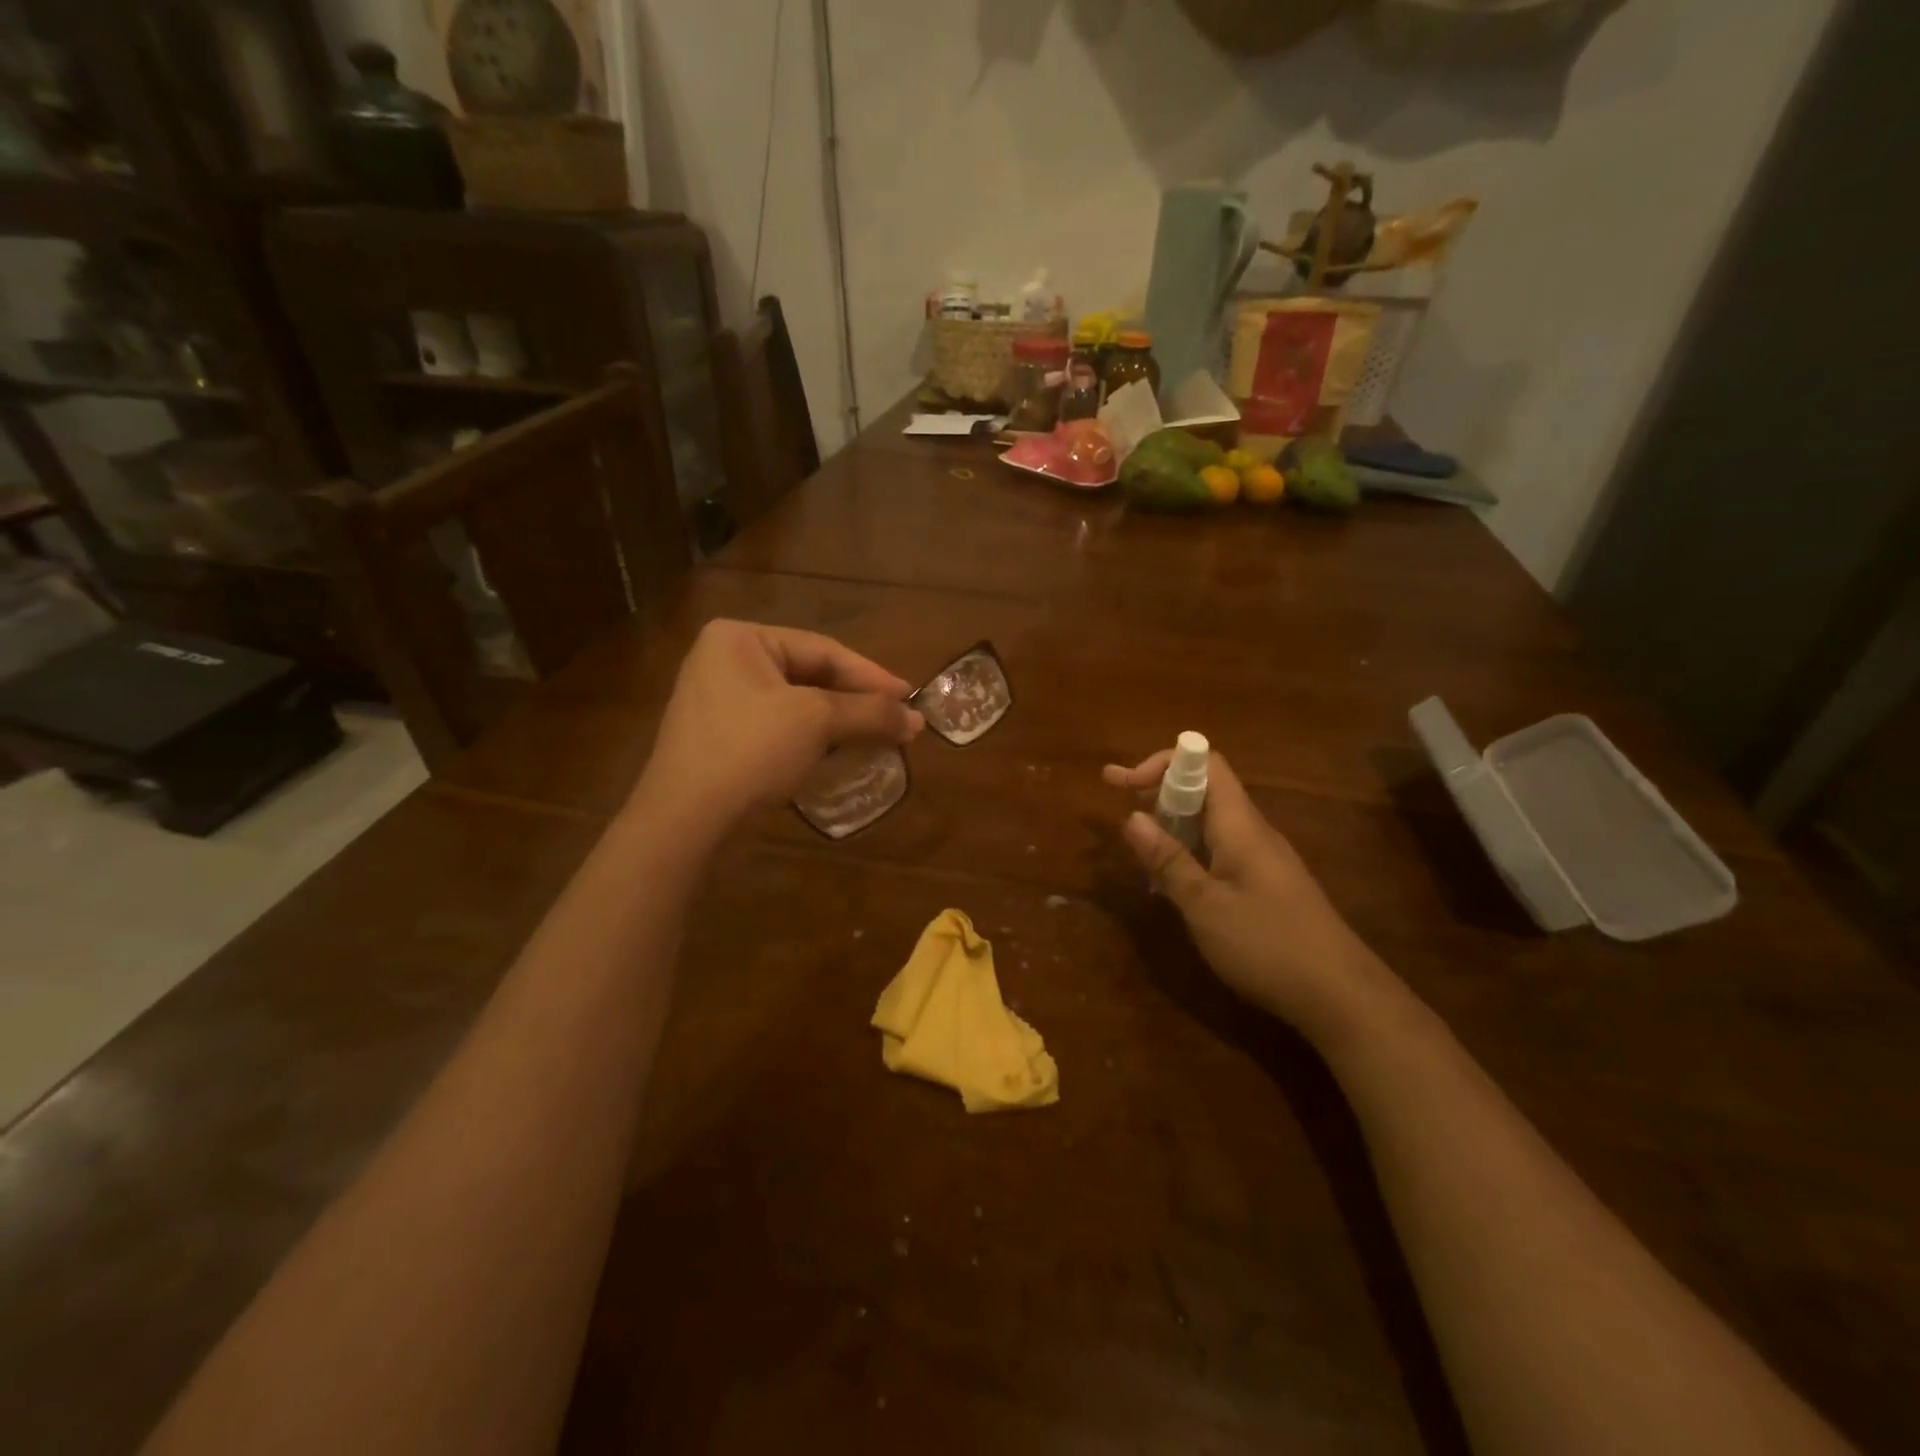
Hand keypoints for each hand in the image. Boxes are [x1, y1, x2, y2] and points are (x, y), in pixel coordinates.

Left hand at [638, 620, 922, 836]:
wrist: (686, 824)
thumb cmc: (750, 751)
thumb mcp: (817, 722)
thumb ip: (869, 713)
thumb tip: (917, 720)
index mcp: (739, 639)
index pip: (823, 649)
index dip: (872, 676)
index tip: (911, 698)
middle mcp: (726, 662)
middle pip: (811, 675)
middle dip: (857, 702)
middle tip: (899, 721)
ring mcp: (720, 703)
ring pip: (798, 706)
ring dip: (841, 723)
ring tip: (880, 739)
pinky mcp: (723, 741)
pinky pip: (780, 730)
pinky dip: (815, 741)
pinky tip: (842, 756)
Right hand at [1103, 748, 1400, 1044]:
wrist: (1342, 996)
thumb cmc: (1268, 945)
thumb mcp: (1205, 906)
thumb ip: (1168, 860)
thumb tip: (1131, 816)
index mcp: (1240, 826)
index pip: (1205, 763)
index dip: (1162, 763)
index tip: (1122, 783)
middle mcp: (1253, 832)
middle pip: (1206, 787)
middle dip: (1158, 787)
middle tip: (1116, 798)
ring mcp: (1263, 858)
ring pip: (1211, 820)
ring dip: (1172, 819)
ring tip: (1137, 838)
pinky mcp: (1267, 884)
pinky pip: (1220, 848)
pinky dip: (1189, 848)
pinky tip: (1172, 876)